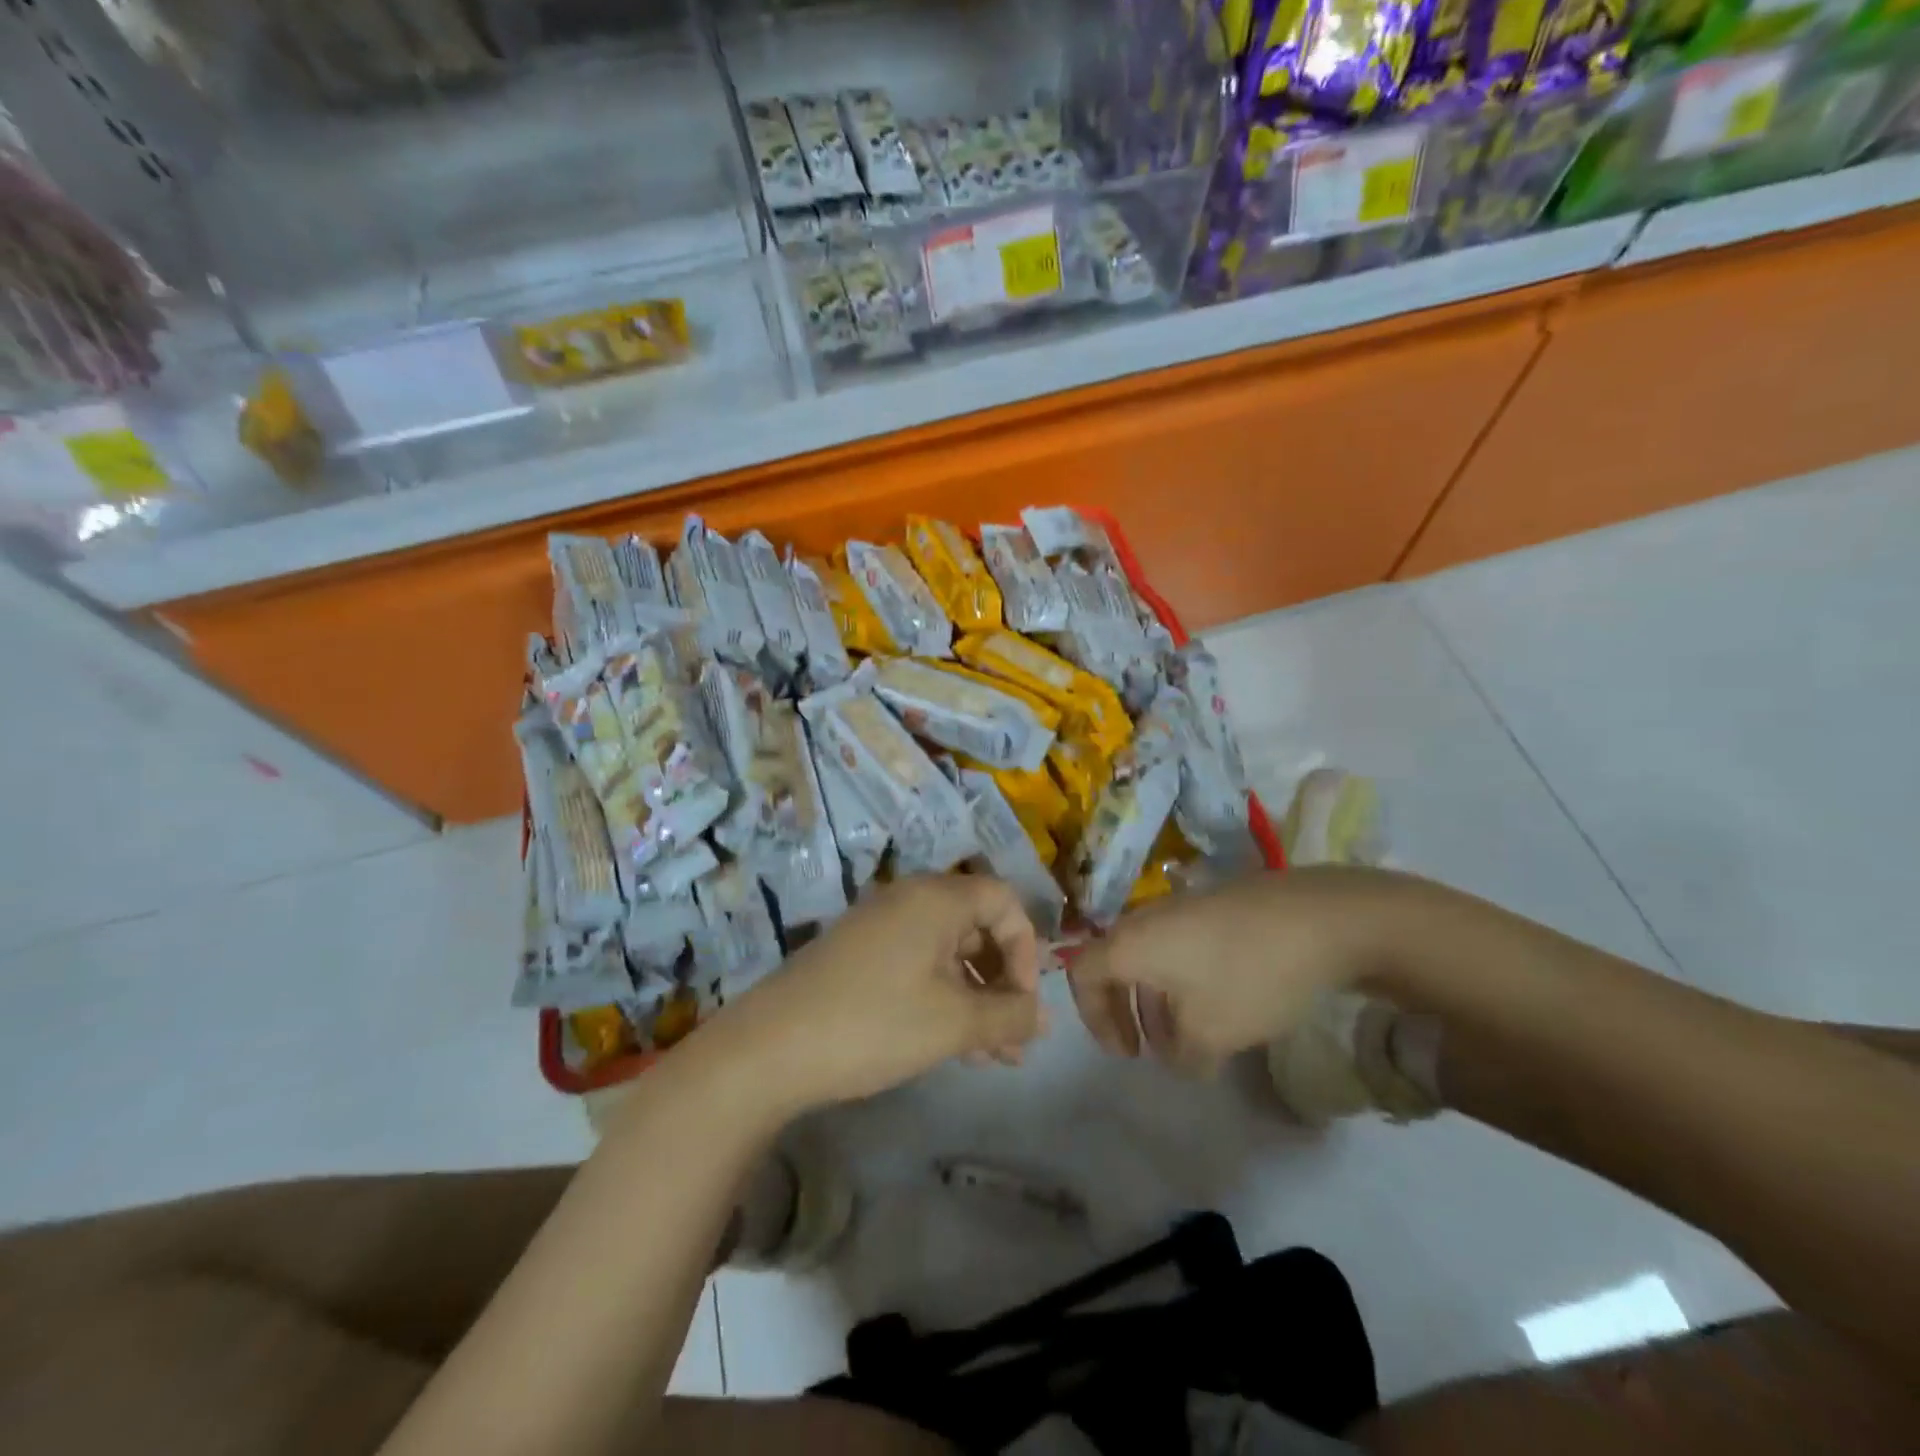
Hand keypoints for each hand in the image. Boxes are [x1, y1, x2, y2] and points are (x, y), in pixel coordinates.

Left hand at [716, 875, 1046, 1110]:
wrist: (769, 1047)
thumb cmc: (874, 1023)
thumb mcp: (953, 1023)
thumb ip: (1008, 1016)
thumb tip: (1042, 1017)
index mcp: (936, 898)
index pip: (1004, 900)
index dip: (1026, 948)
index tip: (1023, 1002)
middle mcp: (909, 899)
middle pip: (977, 926)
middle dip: (1002, 983)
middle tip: (1013, 1041)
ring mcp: (879, 925)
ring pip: (948, 952)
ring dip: (975, 998)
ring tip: (989, 1057)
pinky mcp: (858, 954)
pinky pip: (918, 964)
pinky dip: (942, 997)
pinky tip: (949, 1044)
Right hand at [1066, 866, 1390, 1076]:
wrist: (1319, 917)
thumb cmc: (1248, 976)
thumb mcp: (1212, 1033)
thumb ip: (1183, 1055)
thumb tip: (1182, 1058)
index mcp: (1130, 944)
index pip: (1081, 973)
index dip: (1093, 1017)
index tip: (1126, 1053)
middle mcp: (1146, 918)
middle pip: (1115, 963)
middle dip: (1125, 1011)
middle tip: (1148, 1049)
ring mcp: (1182, 906)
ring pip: (1151, 956)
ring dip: (1158, 1000)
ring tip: (1189, 1038)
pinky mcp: (1216, 904)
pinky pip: (1180, 944)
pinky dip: (1184, 979)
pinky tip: (1222, 1005)